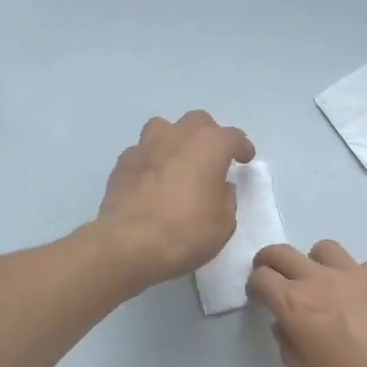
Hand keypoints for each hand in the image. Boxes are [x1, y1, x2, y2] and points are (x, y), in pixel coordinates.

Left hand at [95, 111, 254, 289]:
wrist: (130, 244)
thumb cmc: (187, 233)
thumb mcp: (224, 223)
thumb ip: (226, 198)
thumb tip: (220, 187)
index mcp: (209, 146)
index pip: (233, 137)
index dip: (242, 147)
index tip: (245, 159)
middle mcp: (178, 136)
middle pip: (197, 121)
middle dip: (208, 135)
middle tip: (211, 158)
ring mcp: (146, 146)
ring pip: (163, 128)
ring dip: (174, 140)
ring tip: (177, 162)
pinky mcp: (122, 163)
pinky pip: (141, 153)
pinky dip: (150, 161)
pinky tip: (151, 181)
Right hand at [247, 240, 366, 366]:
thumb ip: (289, 350)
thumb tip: (285, 327)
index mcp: (295, 305)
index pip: (261, 278)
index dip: (254, 286)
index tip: (259, 298)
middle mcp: (321, 280)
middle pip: (283, 253)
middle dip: (270, 261)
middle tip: (273, 277)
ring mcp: (355, 273)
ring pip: (323, 249)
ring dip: (313, 262)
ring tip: (321, 284)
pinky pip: (359, 266)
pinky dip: (351, 277)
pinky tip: (361, 300)